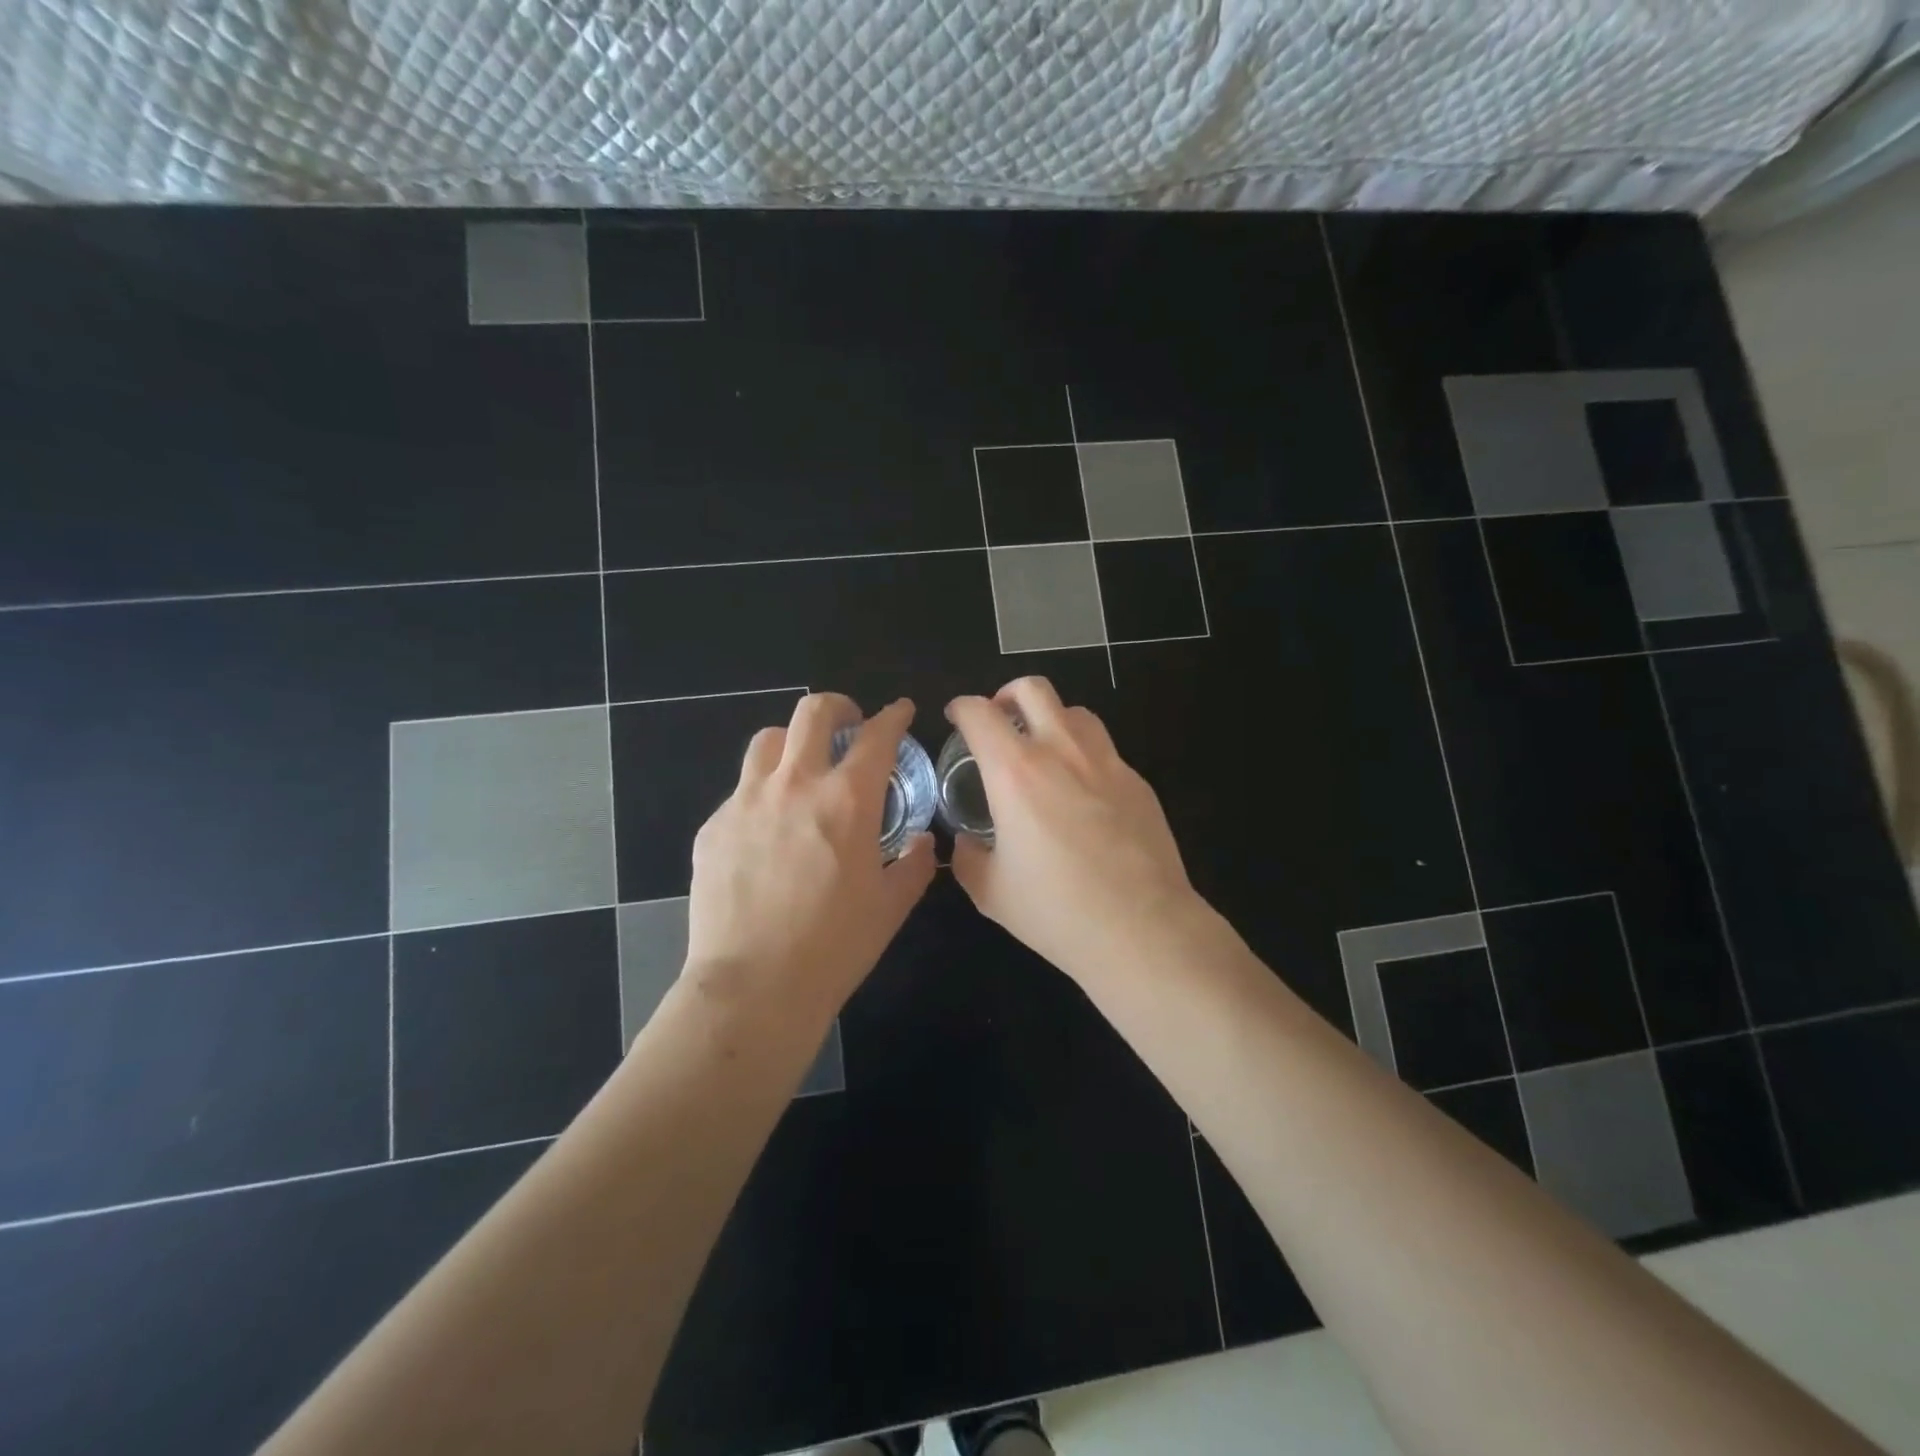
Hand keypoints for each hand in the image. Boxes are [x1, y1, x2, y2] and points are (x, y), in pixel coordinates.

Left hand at [684, 694, 935, 1017]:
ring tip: (802, 768)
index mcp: (847, 800)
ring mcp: (747, 801)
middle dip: (838, 706)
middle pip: (812, 713)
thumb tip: (919, 842)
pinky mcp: (714, 826)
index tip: (901, 711)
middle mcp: (795, 785)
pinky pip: (741, 790)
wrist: (753, 987)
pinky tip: (768, 829)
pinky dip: (763, 793)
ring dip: (793, 742)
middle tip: (848, 725)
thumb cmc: (834, 947)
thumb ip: (913, 864)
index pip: (876, 736)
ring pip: (768, 740)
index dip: (894, 716)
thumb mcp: (891, 907)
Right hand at [946, 677, 1203, 985]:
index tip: (957, 718)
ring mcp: (1107, 762)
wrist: (1142, 929)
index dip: (961, 708)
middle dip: (1007, 694)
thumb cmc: (1056, 911)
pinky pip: (1105, 750)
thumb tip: (967, 842)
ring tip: (1043, 750)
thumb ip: (968, 857)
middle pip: (1033, 689)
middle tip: (1000, 719)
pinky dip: (1084, 756)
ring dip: (1051, 719)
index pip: (980, 713)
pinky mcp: (1138, 782)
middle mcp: (1062, 752)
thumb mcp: (990, 891)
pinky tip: (1083, 794)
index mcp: (1016, 772)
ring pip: (1076, 712)